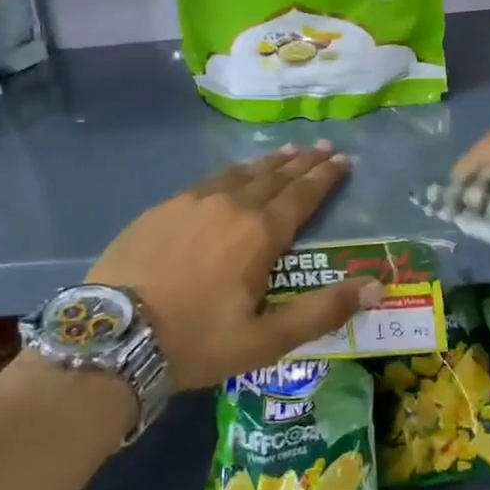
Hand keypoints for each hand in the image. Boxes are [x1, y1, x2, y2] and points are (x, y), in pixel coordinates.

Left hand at [88, 142, 384, 390]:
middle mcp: (230, 204)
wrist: (112, 338)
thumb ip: (322, 311)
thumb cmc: (196, 341)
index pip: (302, 195)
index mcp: (259, 232)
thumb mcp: (266, 340)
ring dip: (269, 163)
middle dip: (303, 162)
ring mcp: (192, 201)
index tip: (342, 160)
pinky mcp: (162, 208)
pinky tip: (233, 176)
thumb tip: (376, 287)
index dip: (325, 177)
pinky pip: (209, 180)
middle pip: (275, 176)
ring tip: (287, 153)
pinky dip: (233, 173)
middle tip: (323, 148)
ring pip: (241, 173)